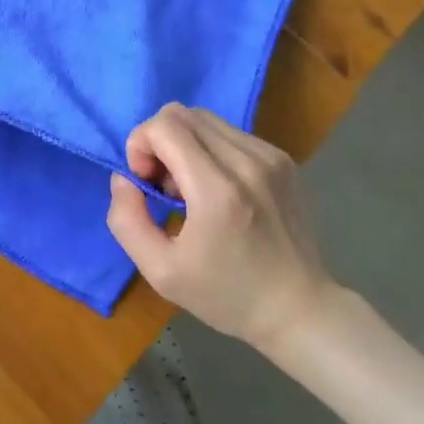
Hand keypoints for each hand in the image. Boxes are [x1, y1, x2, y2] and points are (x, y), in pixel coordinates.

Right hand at [106, 104, 342, 352]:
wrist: (299, 310)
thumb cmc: (226, 296)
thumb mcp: (160, 271)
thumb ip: (126, 219)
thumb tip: (124, 177)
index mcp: (217, 191)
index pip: (164, 126)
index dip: (140, 144)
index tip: (145, 183)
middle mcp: (246, 162)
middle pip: (181, 113)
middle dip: (158, 141)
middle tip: (163, 185)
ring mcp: (270, 157)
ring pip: (204, 119)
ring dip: (183, 143)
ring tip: (189, 188)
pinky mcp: (282, 159)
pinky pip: (229, 132)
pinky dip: (209, 149)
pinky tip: (216, 188)